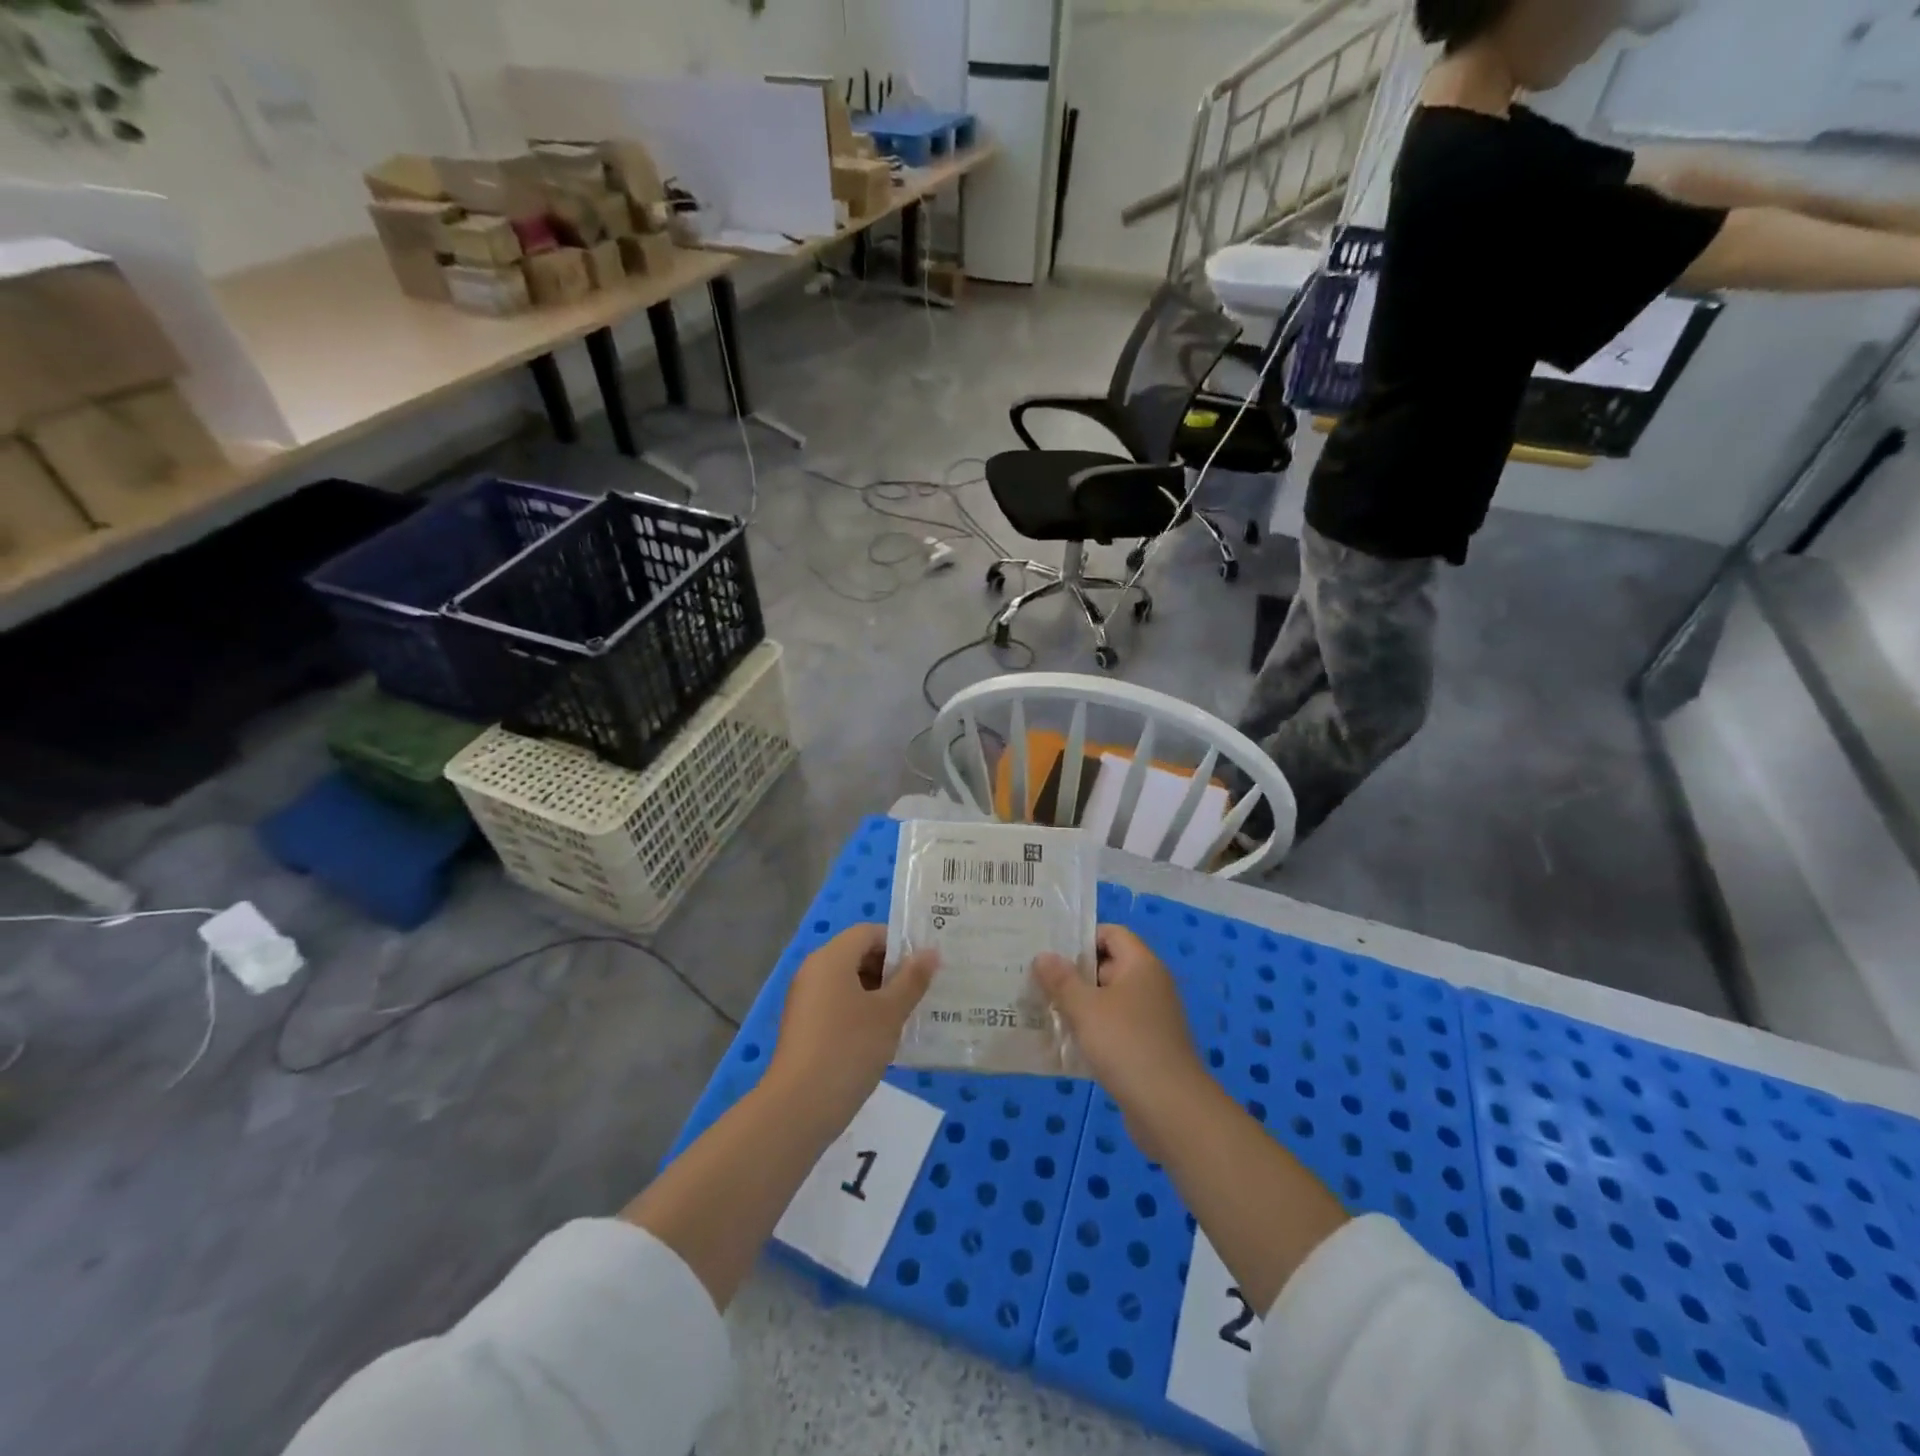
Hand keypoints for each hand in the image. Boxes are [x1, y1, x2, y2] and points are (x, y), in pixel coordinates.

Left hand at [766, 924, 937, 1135]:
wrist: (799, 1107)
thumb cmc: (849, 1048)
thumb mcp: (889, 1013)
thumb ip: (912, 980)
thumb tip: (931, 952)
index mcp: (831, 958)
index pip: (868, 932)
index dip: (898, 943)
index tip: (924, 966)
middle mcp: (814, 970)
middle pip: (857, 954)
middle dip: (890, 969)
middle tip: (921, 990)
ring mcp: (805, 999)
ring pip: (848, 982)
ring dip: (878, 992)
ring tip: (907, 1014)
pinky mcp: (804, 1026)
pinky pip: (837, 1004)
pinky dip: (861, 1011)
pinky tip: (882, 1036)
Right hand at [1033, 925, 1208, 1154]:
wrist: (1170, 1110)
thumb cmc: (1126, 1045)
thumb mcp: (1085, 1008)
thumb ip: (1062, 980)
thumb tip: (1043, 956)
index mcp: (1141, 965)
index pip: (1111, 933)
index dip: (1081, 937)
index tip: (1049, 950)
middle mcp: (1149, 985)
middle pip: (1107, 965)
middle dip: (1073, 973)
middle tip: (1035, 980)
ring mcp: (1150, 1018)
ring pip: (1108, 1000)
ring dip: (1079, 1005)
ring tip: (1042, 1009)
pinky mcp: (1146, 1048)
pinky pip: (1113, 1028)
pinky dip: (1091, 1031)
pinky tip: (1063, 1043)